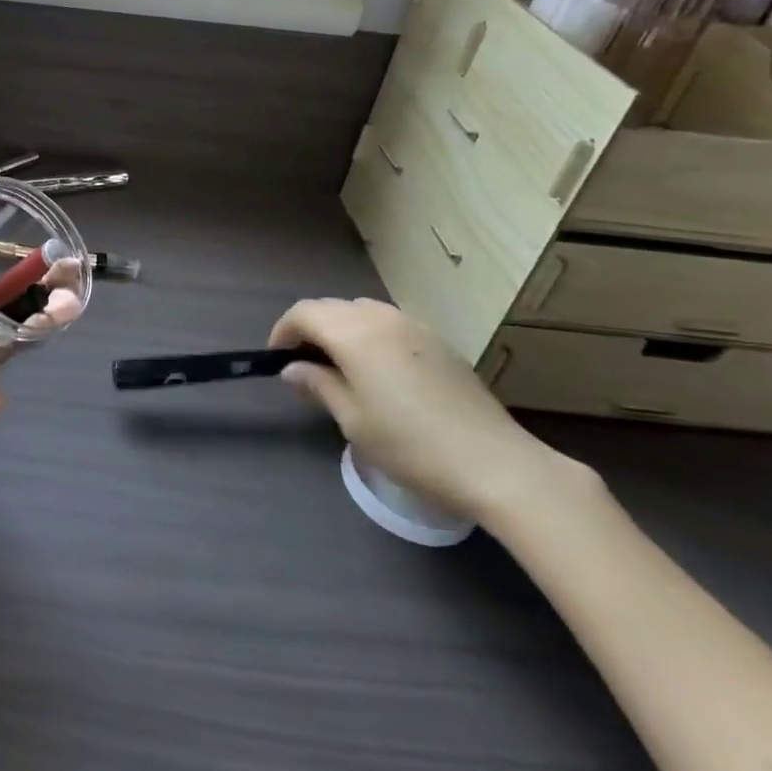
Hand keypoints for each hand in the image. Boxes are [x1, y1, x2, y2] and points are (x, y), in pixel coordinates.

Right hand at [271, 298, 587, 524]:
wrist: (494, 463)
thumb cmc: (410, 445)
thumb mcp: (353, 420)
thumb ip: (318, 385)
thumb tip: (292, 369)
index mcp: (355, 334)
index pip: (305, 313)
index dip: (283, 331)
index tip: (277, 360)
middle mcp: (383, 318)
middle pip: (333, 307)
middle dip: (310, 328)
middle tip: (303, 366)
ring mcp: (416, 326)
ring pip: (363, 311)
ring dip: (341, 329)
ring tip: (338, 366)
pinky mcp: (439, 342)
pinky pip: (390, 323)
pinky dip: (370, 334)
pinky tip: (378, 371)